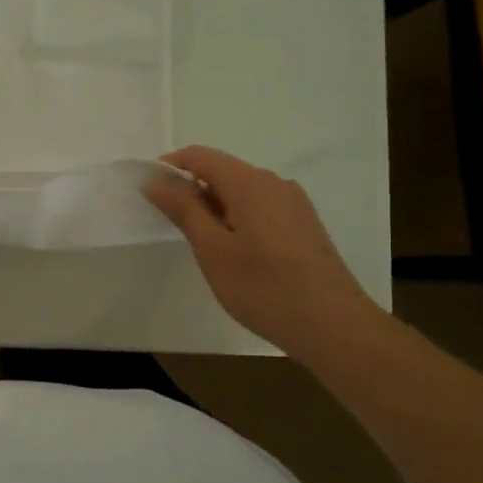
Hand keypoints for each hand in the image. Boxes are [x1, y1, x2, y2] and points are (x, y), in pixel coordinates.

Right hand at [144, 146, 381, 360]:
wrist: (333, 325)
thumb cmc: (263, 287)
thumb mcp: (212, 249)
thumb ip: (183, 209)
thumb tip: (156, 179)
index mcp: (250, 183)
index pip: (201, 156)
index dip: (170, 166)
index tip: (149, 191)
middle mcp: (275, 183)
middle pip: (223, 170)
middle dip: (191, 187)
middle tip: (169, 222)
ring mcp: (294, 204)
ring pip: (243, 190)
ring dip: (214, 204)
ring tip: (199, 240)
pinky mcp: (304, 225)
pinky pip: (261, 206)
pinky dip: (237, 216)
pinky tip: (233, 249)